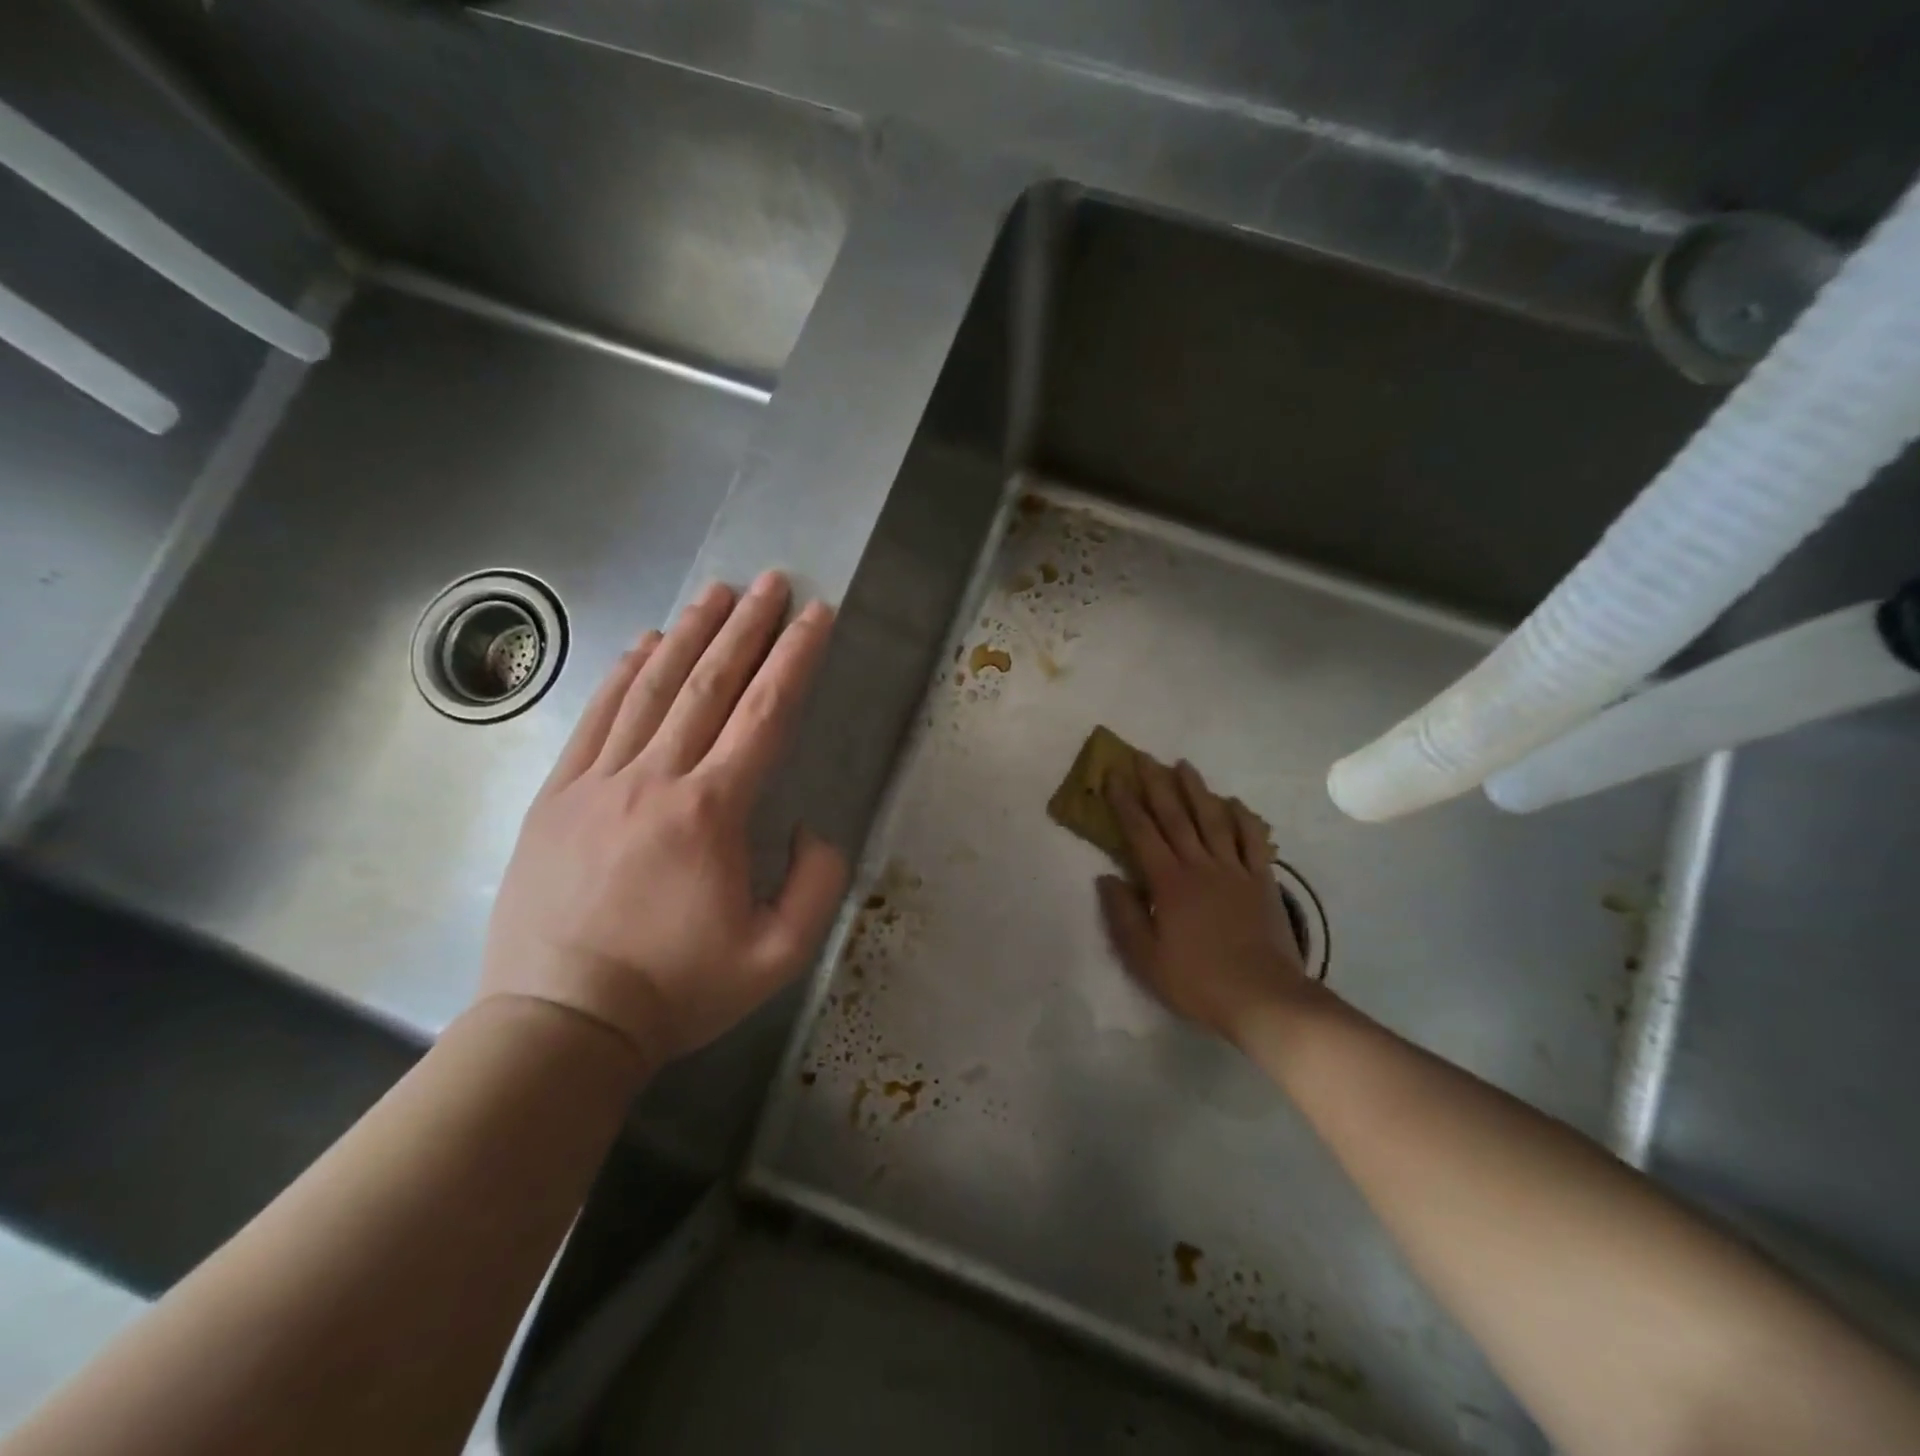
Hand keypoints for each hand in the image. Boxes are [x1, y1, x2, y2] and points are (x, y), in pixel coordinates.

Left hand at [479, 572, 848, 1071]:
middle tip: (771, 582)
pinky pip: (596, 718)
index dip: (796, 659)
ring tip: (715, 594)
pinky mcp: (558, 796)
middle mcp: (655, 779)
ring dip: (688, 635)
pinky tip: (644, 645)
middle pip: (709, 684)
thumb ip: (815, 885)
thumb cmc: (677, 990)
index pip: (765, 714)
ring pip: (651, 689)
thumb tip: (810, 828)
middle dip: (746, 627)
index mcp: (711, 812)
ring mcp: (598, 782)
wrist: (561, 1024)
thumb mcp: (777, 955)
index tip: (816, 616)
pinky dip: (625, 674)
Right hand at [1096, 756, 1319, 1045]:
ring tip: (1183, 765)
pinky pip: (1252, 840)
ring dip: (1196, 790)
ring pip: (1213, 819)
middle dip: (1156, 783)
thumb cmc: (1197, 981)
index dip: (1125, 803)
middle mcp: (1200, 865)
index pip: (1141, 833)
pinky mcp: (1262, 881)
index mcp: (1169, 882)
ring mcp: (1235, 870)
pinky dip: (1243, 818)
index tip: (1113, 776)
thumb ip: (1123, 915)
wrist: (1264, 998)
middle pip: (1176, 816)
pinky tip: (1234, 803)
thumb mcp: (1146, 958)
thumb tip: (1106, 878)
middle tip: (1143, 756)